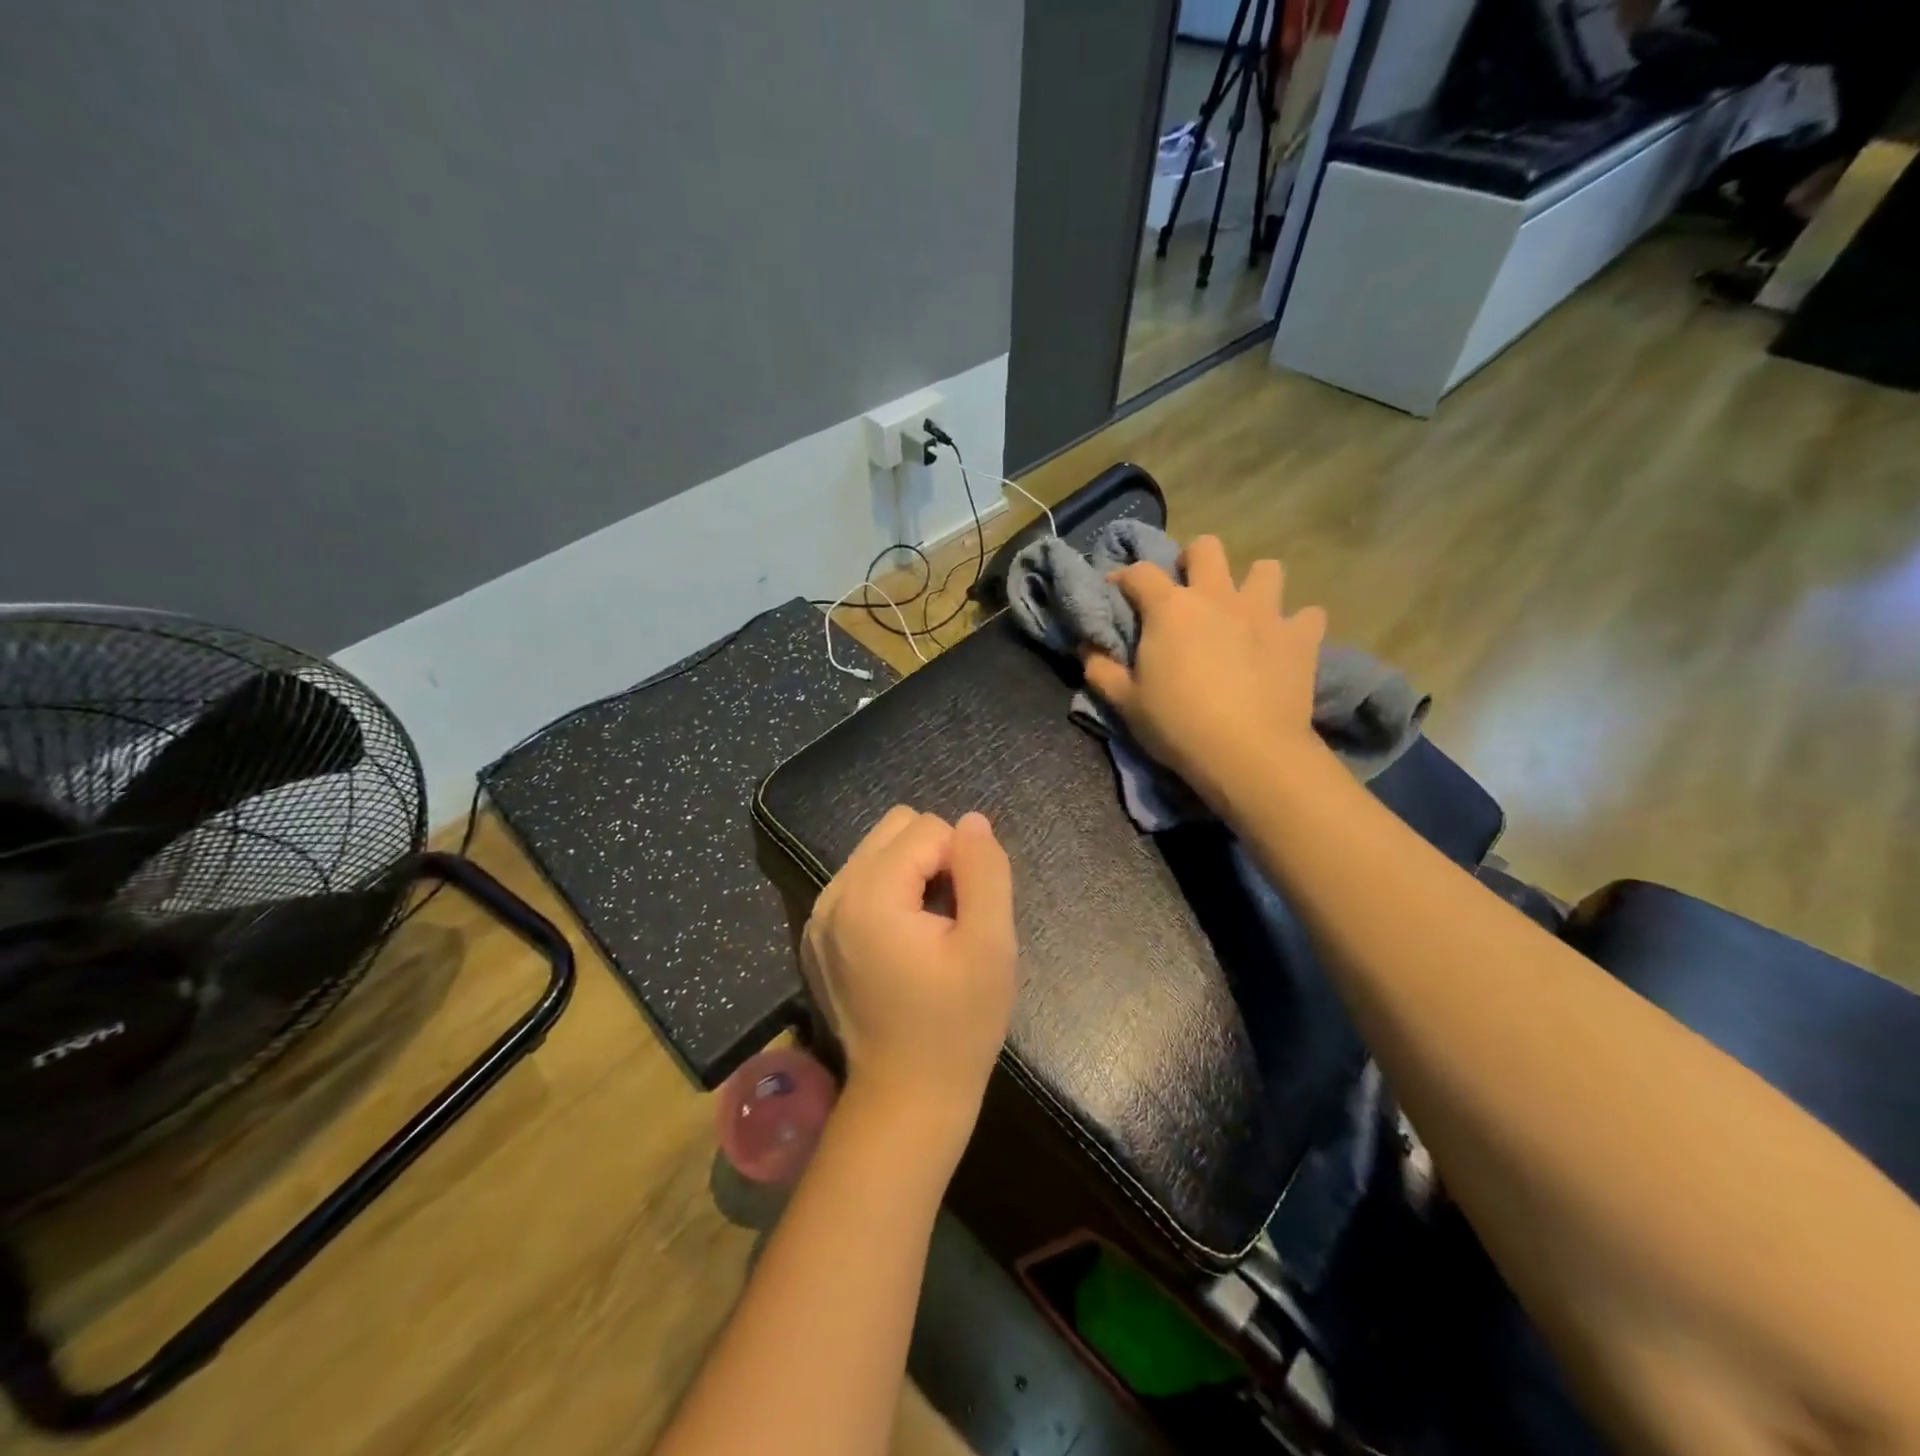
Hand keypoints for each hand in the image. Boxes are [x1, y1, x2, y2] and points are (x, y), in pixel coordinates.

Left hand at [801, 806, 1016, 1144]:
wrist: (906, 1099)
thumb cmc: (957, 1026)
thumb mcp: (991, 946)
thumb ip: (985, 872)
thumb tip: (972, 821)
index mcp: (869, 895)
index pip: (929, 828)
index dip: (962, 863)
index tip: (966, 917)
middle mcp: (832, 894)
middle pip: (896, 828)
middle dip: (934, 858)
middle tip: (950, 918)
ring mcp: (817, 916)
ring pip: (877, 851)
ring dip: (912, 875)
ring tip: (929, 931)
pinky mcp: (815, 936)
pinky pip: (859, 882)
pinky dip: (888, 894)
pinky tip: (902, 944)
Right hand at [1081, 535, 1327, 812]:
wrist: (1248, 753)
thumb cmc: (1177, 725)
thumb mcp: (1125, 703)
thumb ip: (1101, 669)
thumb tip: (1087, 646)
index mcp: (1170, 608)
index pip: (1139, 572)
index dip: (1124, 577)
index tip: (1118, 593)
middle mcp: (1217, 596)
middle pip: (1207, 548)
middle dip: (1194, 560)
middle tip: (1188, 591)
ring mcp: (1264, 612)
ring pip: (1266, 569)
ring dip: (1253, 583)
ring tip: (1244, 611)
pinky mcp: (1300, 637)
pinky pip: (1308, 614)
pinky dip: (1297, 624)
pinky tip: (1285, 642)